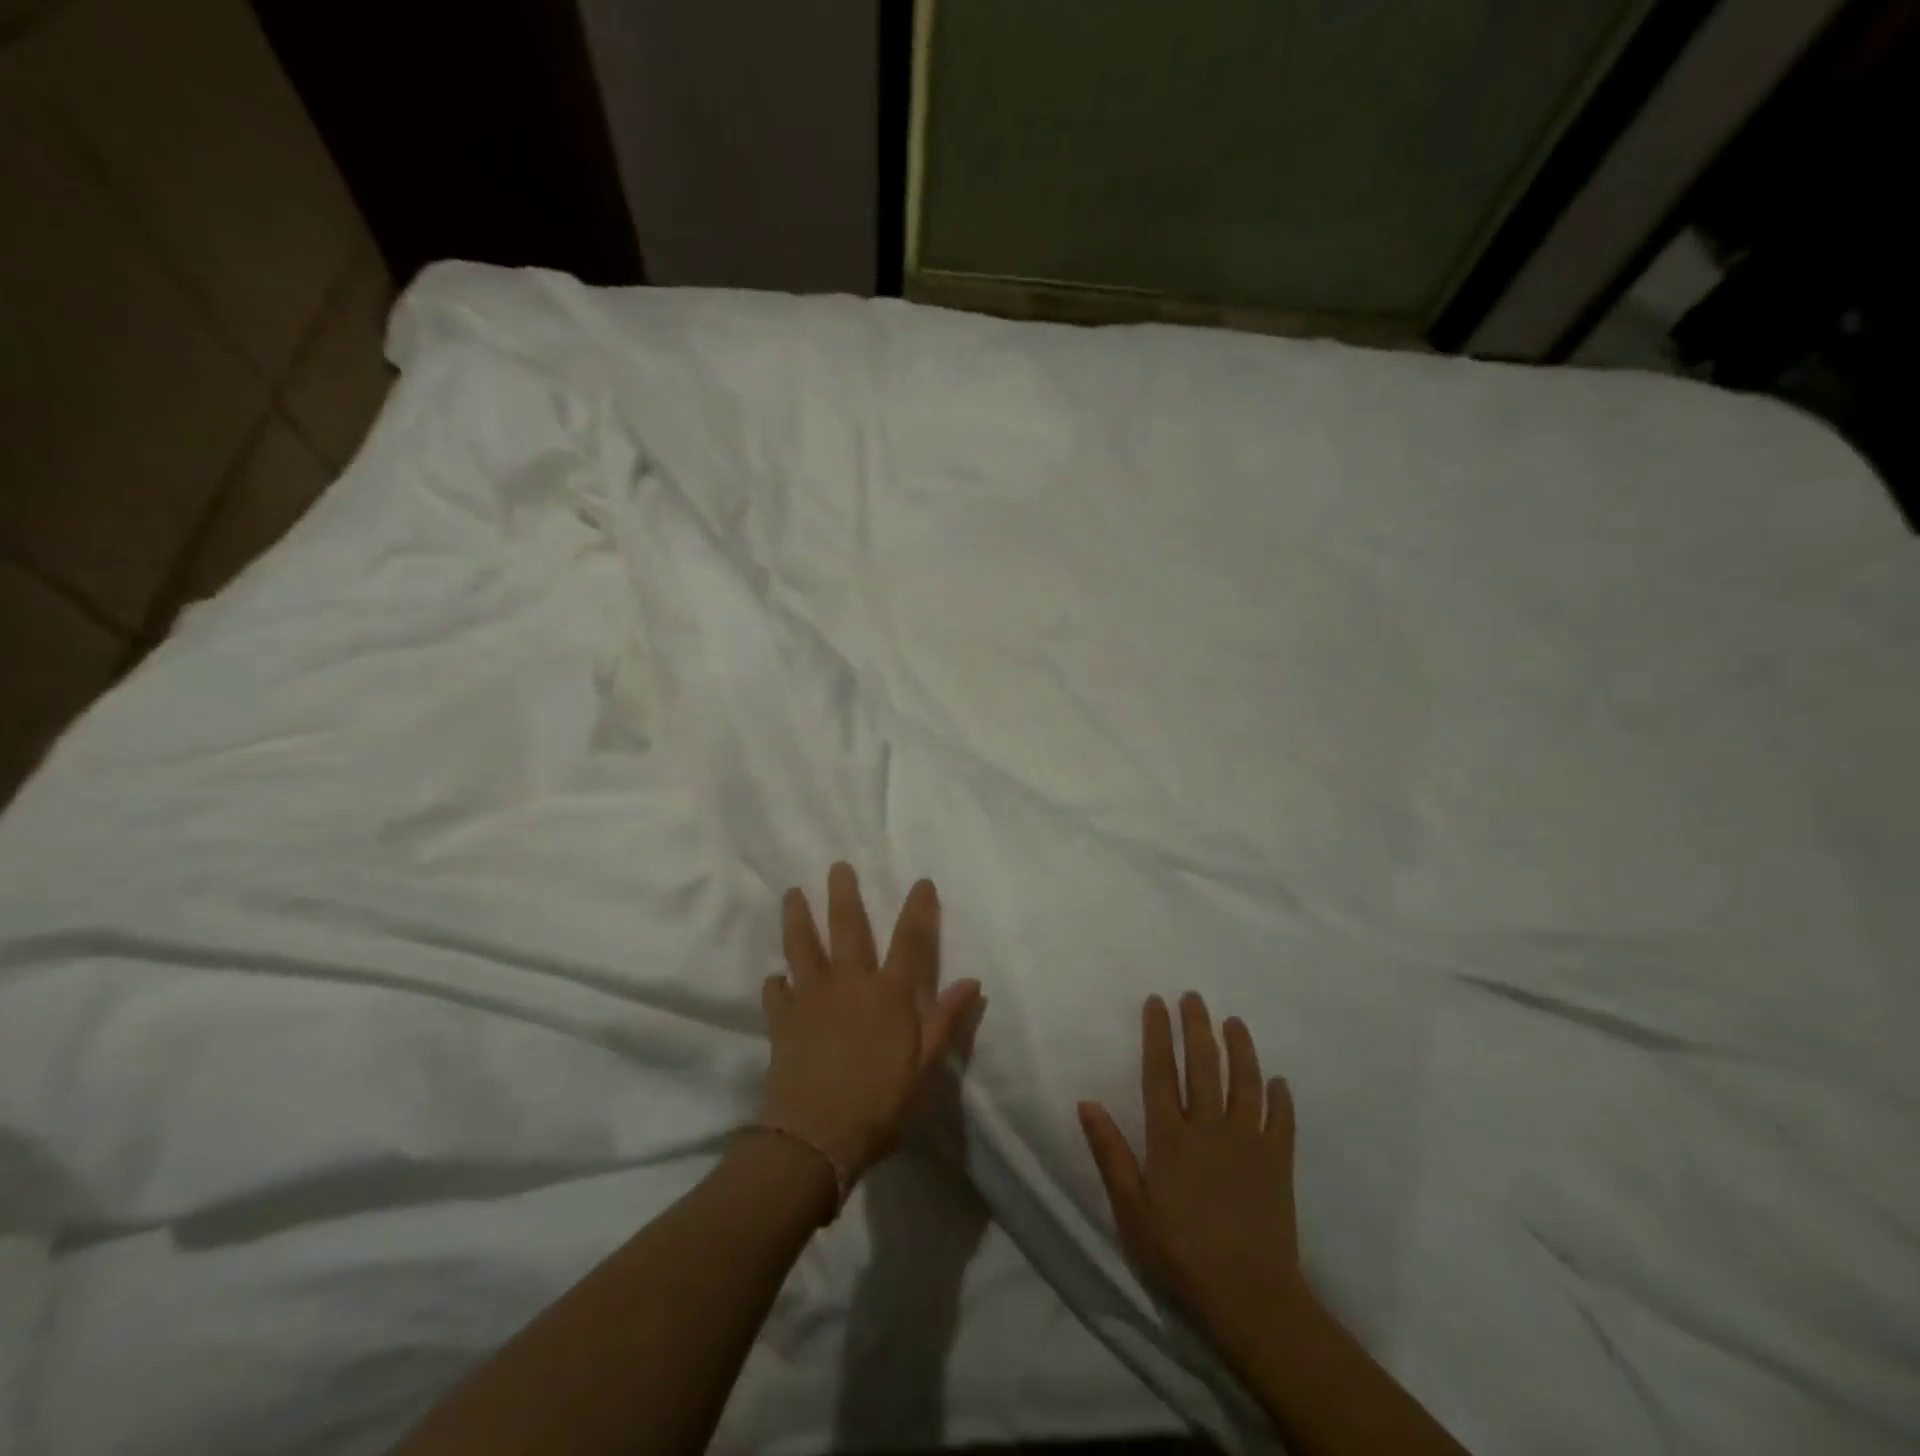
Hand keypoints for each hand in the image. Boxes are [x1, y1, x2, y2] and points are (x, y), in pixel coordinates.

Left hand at [760, 864, 982, 1187]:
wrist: (816, 1139)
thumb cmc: (880, 1105)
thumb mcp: (926, 1069)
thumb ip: (947, 1022)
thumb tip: (972, 982)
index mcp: (889, 994)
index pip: (910, 941)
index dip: (919, 909)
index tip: (922, 882)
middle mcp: (849, 984)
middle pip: (847, 928)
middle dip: (844, 894)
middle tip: (837, 866)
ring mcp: (811, 999)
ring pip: (802, 947)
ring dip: (798, 917)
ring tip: (792, 893)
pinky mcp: (782, 1021)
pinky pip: (776, 993)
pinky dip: (776, 983)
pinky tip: (775, 978)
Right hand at [1079, 993, 1303, 1347]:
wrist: (1249, 1299)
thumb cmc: (1179, 1256)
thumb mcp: (1131, 1210)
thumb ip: (1110, 1153)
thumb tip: (1087, 1102)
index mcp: (1170, 1137)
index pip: (1160, 1072)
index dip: (1157, 1033)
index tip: (1156, 1002)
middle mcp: (1209, 1128)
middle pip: (1202, 1065)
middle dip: (1197, 1027)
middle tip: (1194, 997)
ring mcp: (1248, 1143)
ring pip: (1244, 1083)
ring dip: (1240, 1049)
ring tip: (1234, 1022)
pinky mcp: (1278, 1164)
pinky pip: (1282, 1122)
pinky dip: (1281, 1099)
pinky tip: (1279, 1081)